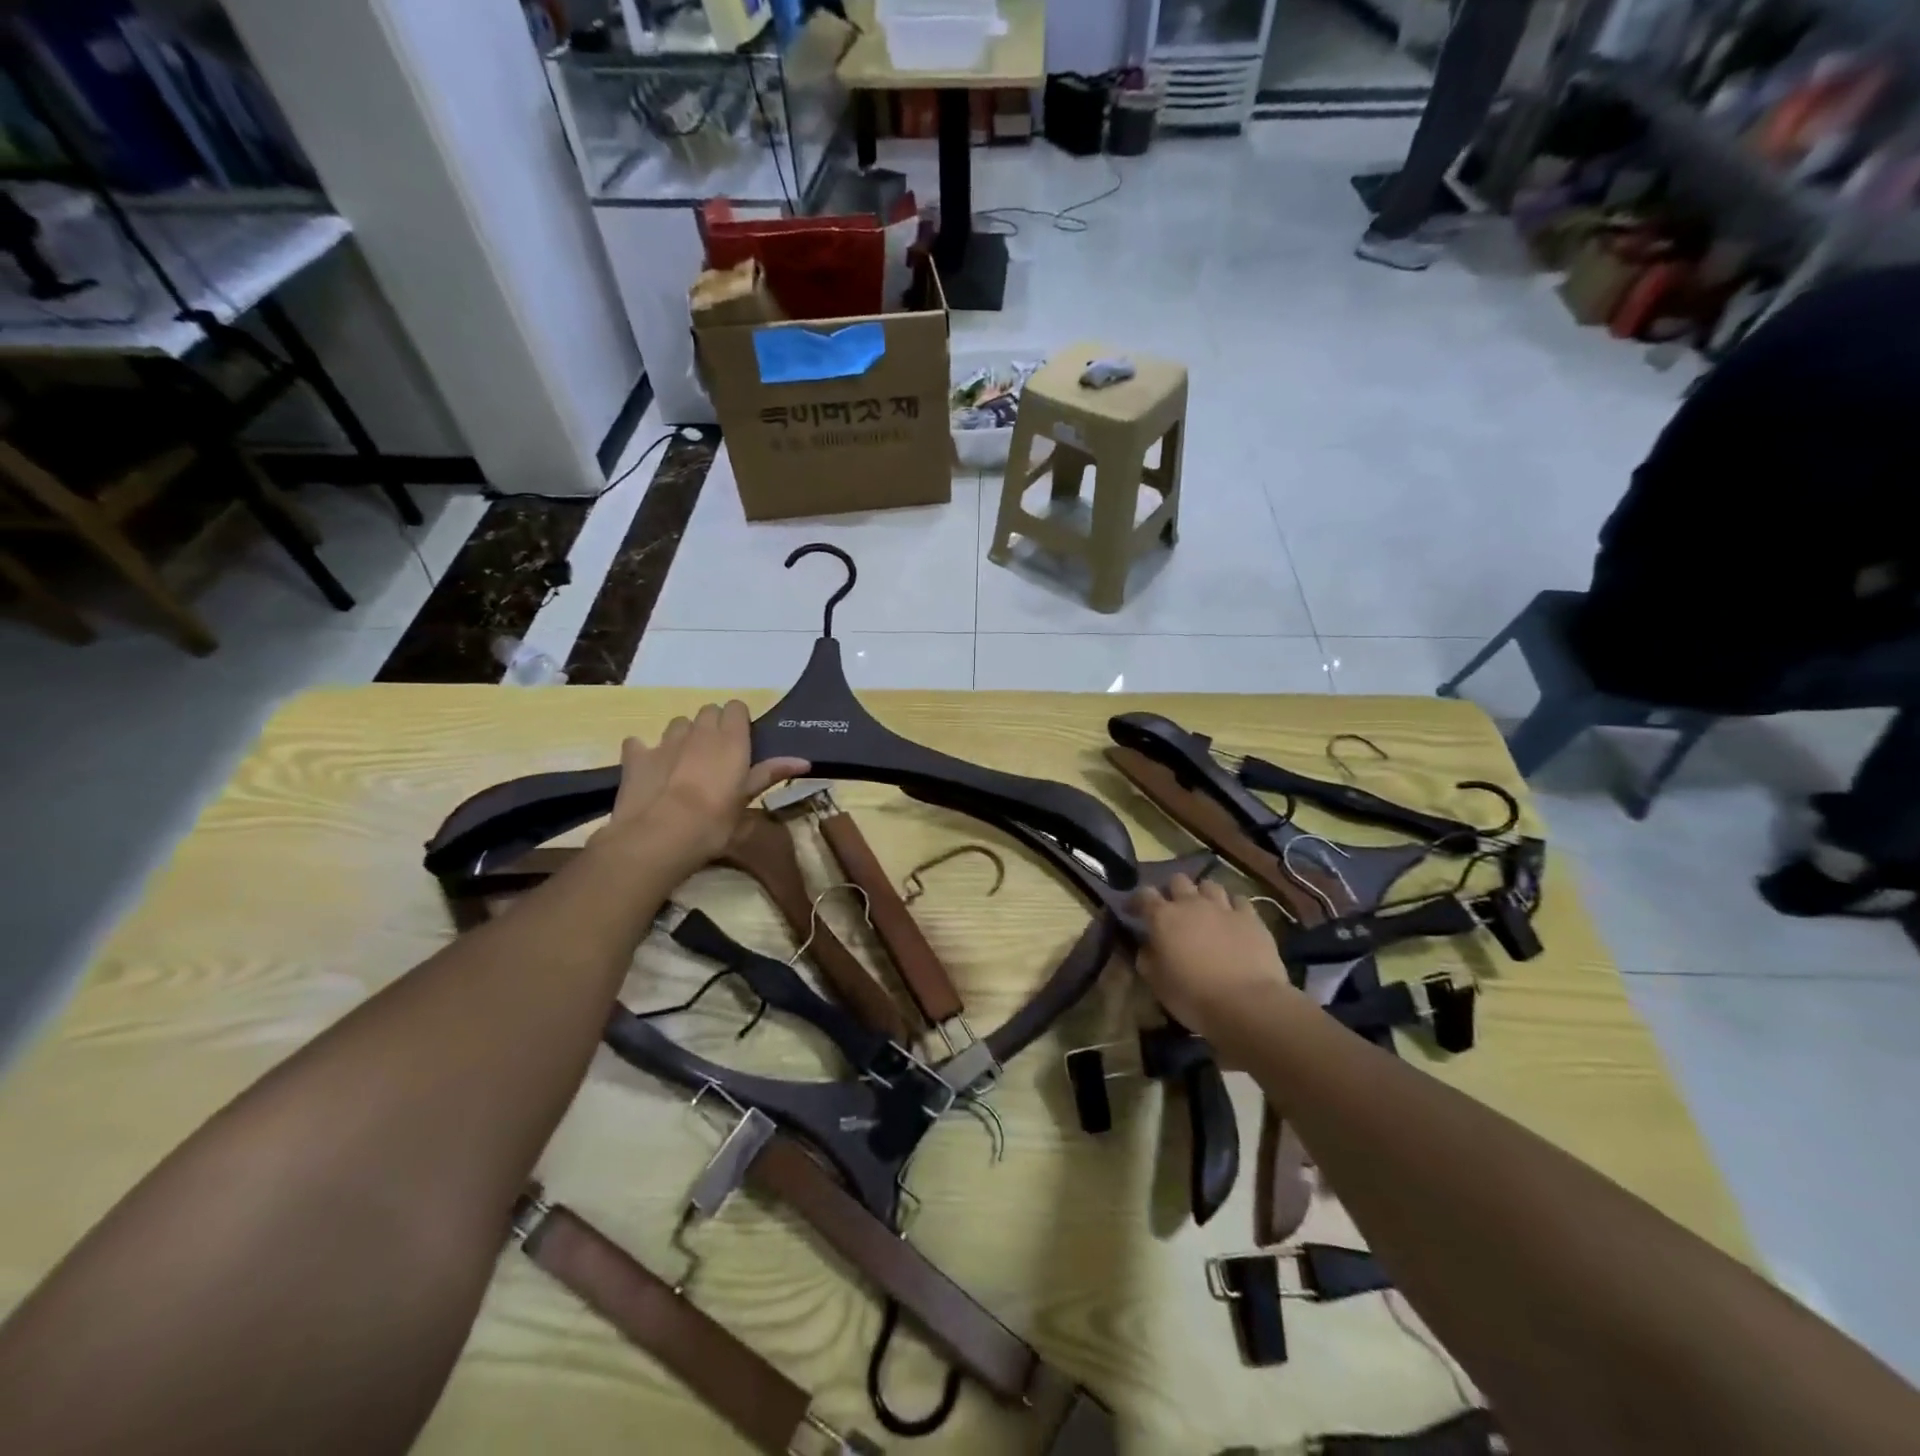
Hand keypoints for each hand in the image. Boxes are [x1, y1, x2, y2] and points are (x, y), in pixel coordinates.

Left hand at [599, 701, 807, 872]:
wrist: (660, 835)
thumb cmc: (714, 820)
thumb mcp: (746, 800)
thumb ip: (770, 774)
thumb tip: (804, 761)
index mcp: (731, 738)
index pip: (736, 707)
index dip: (738, 720)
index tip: (742, 741)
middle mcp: (699, 731)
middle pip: (708, 711)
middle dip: (712, 725)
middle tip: (717, 754)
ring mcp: (665, 741)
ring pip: (678, 724)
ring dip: (683, 736)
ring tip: (685, 762)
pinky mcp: (636, 756)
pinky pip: (640, 744)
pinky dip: (645, 752)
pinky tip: (649, 769)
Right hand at [1130, 875, 1298, 1044]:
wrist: (1247, 1004)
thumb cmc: (1193, 996)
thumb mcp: (1156, 983)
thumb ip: (1147, 958)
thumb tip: (1146, 946)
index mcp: (1163, 917)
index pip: (1144, 895)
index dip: (1137, 900)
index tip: (1133, 911)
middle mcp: (1191, 903)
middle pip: (1178, 880)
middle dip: (1173, 891)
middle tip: (1174, 909)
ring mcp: (1224, 907)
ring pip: (1210, 885)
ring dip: (1203, 895)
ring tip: (1205, 910)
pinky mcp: (1251, 918)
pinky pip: (1240, 900)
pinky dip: (1234, 906)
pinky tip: (1234, 919)